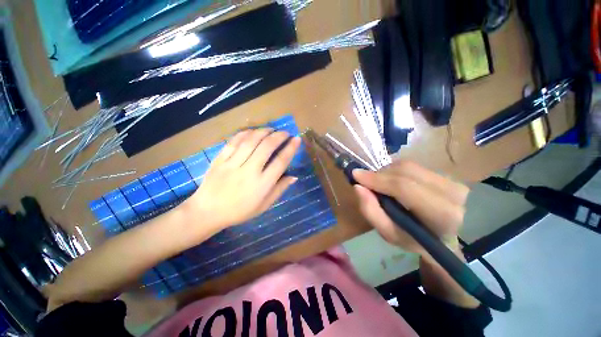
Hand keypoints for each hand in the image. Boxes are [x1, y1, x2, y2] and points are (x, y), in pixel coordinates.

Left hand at [182, 128, 300, 230]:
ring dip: (263, 131)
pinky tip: (252, 131)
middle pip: (267, 147)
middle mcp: (249, 171)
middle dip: (279, 136)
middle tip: (285, 133)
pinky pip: (234, 141)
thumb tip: (294, 177)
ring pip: (251, 140)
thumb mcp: (264, 205)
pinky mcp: (220, 159)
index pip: (281, 162)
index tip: (297, 139)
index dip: (291, 148)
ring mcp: (232, 164)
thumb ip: (279, 189)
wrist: (208, 212)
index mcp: (262, 185)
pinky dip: (245, 133)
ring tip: (271, 129)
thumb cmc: (240, 211)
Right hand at [352, 161, 468, 257]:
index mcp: (441, 215)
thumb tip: (358, 186)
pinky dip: (395, 171)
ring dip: (386, 172)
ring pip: (408, 166)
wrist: (441, 238)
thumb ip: (371, 211)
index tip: (356, 175)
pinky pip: (413, 165)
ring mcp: (452, 181)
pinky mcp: (446, 174)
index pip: (404, 188)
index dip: (377, 179)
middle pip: (405, 171)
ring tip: (380, 184)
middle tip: (366, 181)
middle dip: (380, 174)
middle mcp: (453, 193)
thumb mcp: (388, 233)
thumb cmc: (414, 239)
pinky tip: (392, 182)